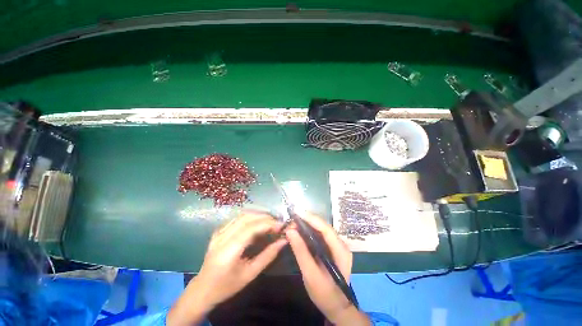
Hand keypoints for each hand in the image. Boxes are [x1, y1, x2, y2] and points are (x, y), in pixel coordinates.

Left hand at [168, 212, 286, 324]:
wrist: (202, 289)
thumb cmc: (227, 286)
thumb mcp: (250, 274)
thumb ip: (268, 255)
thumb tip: (283, 241)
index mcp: (229, 250)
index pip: (251, 228)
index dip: (268, 224)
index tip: (282, 225)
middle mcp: (222, 237)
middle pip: (247, 218)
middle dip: (265, 217)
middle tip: (278, 223)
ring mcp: (219, 232)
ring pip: (242, 215)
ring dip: (259, 215)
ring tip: (270, 221)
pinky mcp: (218, 231)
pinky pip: (237, 218)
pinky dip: (250, 217)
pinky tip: (257, 222)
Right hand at [285, 213, 369, 325]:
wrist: (337, 307)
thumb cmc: (325, 294)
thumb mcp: (311, 275)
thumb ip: (301, 252)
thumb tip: (290, 231)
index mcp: (340, 250)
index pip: (325, 228)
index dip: (311, 218)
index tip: (297, 212)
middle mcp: (341, 244)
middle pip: (323, 226)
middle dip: (308, 220)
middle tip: (292, 217)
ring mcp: (337, 245)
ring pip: (321, 229)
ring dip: (308, 224)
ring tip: (294, 221)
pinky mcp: (332, 248)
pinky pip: (320, 235)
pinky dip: (309, 230)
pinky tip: (300, 230)